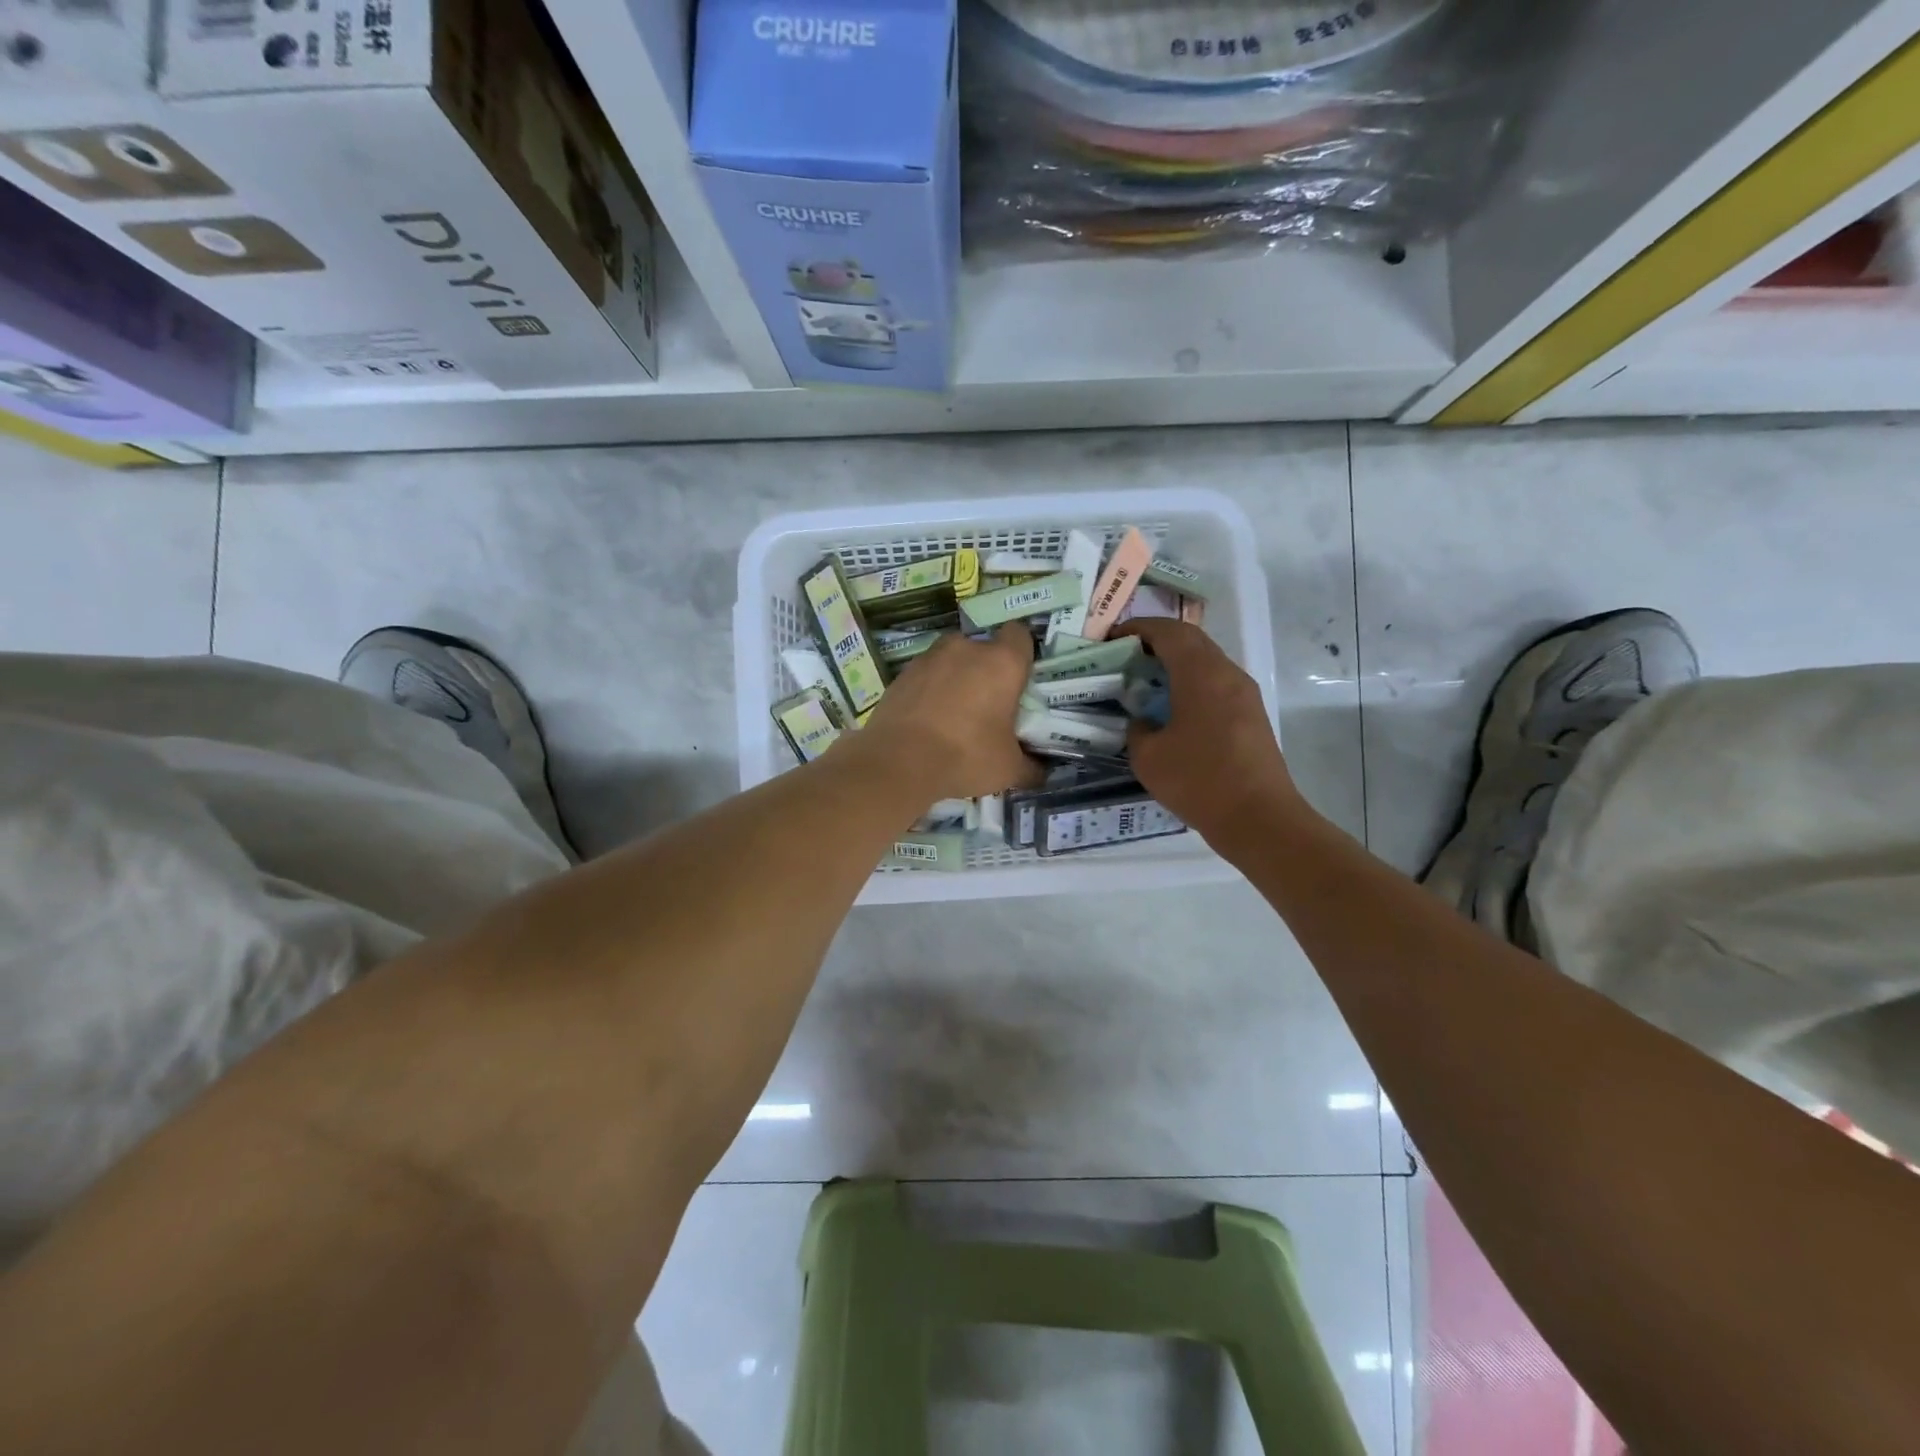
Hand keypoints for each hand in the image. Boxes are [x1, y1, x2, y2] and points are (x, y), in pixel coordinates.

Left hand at [852, 625, 1044, 799]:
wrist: (898, 761)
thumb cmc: (965, 756)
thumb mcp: (1008, 769)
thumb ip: (1030, 767)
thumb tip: (1040, 774)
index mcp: (1002, 662)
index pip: (1020, 635)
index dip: (1022, 653)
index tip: (1020, 678)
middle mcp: (966, 649)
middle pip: (984, 648)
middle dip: (987, 670)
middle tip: (988, 705)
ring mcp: (929, 658)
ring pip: (951, 660)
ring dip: (956, 678)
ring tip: (954, 714)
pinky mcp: (902, 673)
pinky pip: (926, 676)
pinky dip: (929, 690)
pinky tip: (927, 721)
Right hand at [1113, 620, 1308, 851]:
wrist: (1258, 818)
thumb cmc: (1198, 781)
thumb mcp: (1148, 757)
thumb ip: (1138, 730)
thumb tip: (1143, 723)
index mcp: (1200, 674)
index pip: (1168, 632)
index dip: (1138, 629)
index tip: (1112, 638)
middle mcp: (1227, 674)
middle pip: (1191, 640)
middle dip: (1157, 641)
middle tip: (1126, 656)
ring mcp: (1244, 694)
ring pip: (1207, 661)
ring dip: (1176, 662)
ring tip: (1147, 680)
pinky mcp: (1252, 715)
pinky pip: (1217, 684)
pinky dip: (1191, 683)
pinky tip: (1173, 708)